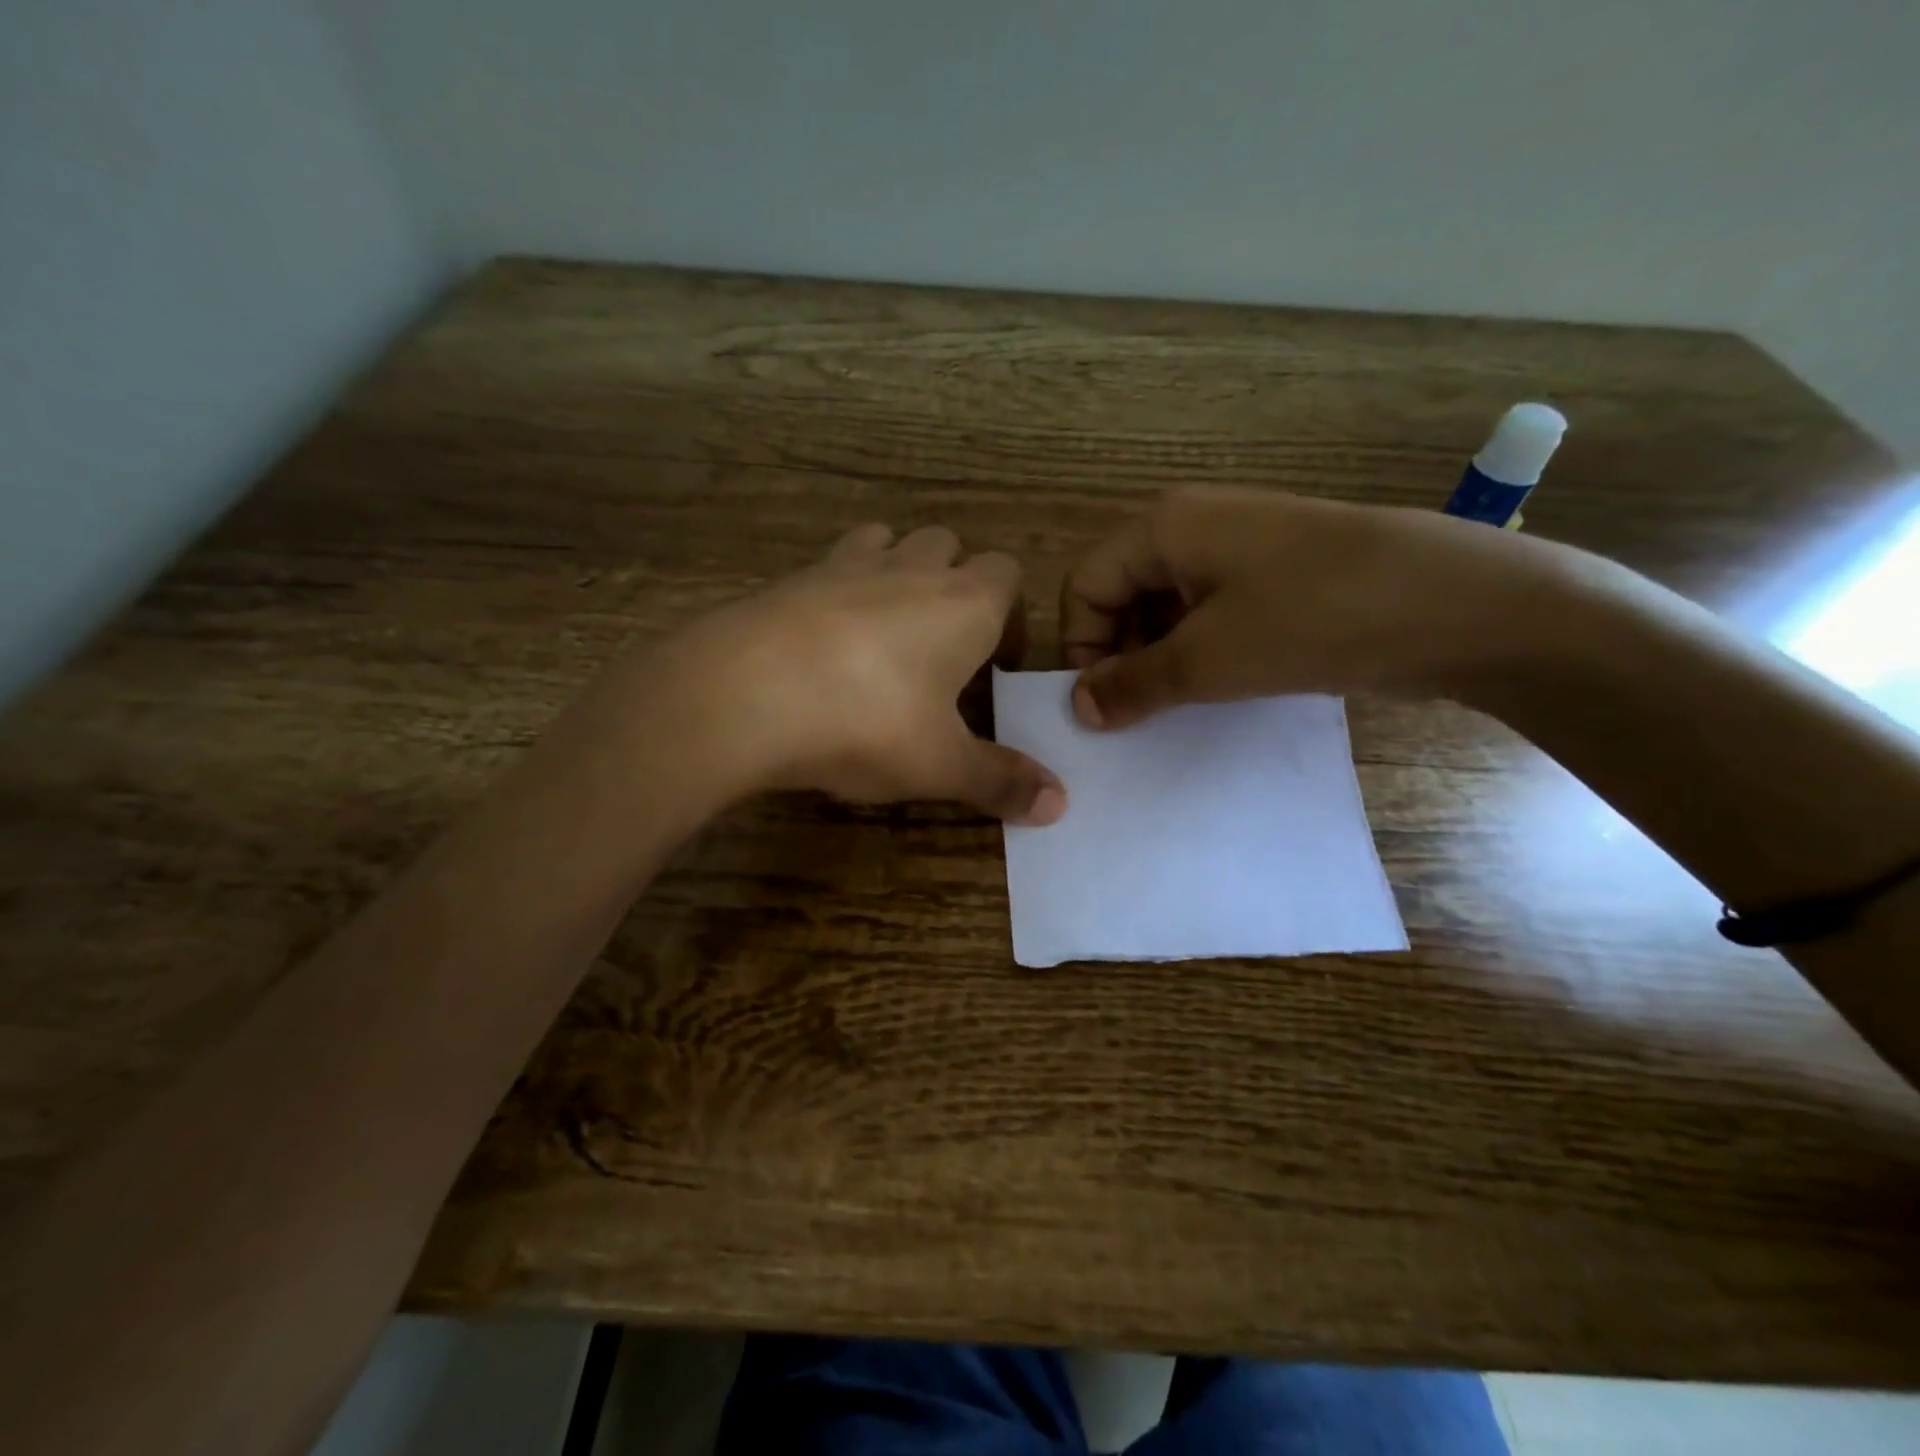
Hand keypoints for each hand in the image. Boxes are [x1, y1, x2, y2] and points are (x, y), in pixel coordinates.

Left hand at [638, 522, 1066, 823]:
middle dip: (955, 586)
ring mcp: (847, 564)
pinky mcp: (792, 577)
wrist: (745, 693)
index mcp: (965, 603)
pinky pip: (832, 565)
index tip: (995, 667)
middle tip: (942, 650)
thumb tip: (1059, 806)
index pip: (1009, 575)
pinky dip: (840, 589)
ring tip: (886, 633)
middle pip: (950, 547)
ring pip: (890, 542)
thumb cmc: (867, 723)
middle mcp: (912, 568)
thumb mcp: (941, 764)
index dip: (1010, 615)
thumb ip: (1001, 780)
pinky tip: (824, 641)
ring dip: (899, 572)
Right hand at [1060, 486, 1588, 728]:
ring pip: (1168, 609)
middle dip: (1120, 655)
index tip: (1101, 706)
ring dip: (1160, 660)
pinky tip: (1218, 691)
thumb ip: (1134, 683)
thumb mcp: (1209, 659)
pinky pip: (1213, 615)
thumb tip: (1079, 707)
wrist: (1460, 605)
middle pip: (1123, 594)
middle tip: (1137, 714)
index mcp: (1165, 528)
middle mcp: (1195, 528)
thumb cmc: (1314, 618)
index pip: (1087, 586)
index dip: (1082, 646)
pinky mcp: (1278, 578)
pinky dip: (1201, 654)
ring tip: (1177, 708)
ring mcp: (1242, 551)